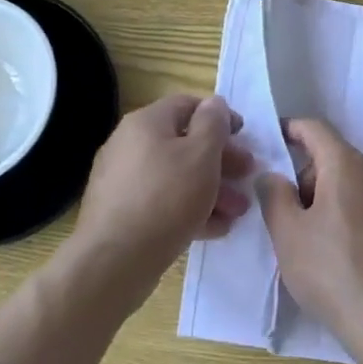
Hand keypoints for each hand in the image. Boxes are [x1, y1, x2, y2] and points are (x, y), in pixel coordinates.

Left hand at [70, 95, 252, 312]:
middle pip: (183, 143)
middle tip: (247, 177)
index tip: (244, 137)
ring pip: (176, 176)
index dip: (220, 116)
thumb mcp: (201, 154)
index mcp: (146, 122)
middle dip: (220, 161)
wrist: (115, 259)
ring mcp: (122, 180)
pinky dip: (189, 209)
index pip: (188, 105)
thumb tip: (215, 104)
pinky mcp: (121, 212)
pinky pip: (162, 202)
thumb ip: (213, 123)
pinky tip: (215, 228)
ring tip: (237, 212)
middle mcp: (129, 144)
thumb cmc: (166, 197)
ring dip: (210, 189)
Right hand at [258, 118, 362, 355]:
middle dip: (309, 177)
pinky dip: (355, 218)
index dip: (292, 129)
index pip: (316, 129)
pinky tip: (346, 257)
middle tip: (289, 214)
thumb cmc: (333, 272)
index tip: (275, 139)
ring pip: (357, 186)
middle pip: (337, 159)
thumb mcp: (288, 235)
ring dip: (333, 200)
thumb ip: (274, 195)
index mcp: (347, 166)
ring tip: (316, 242)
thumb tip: (273, 174)